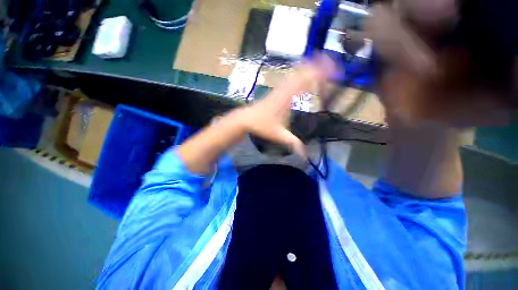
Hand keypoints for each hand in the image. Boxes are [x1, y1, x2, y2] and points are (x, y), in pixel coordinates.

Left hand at [232, 56, 335, 156]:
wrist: (246, 119)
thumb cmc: (261, 126)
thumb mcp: (278, 135)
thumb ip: (293, 143)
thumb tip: (306, 155)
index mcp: (286, 98)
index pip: (305, 81)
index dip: (321, 75)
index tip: (334, 74)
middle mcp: (284, 90)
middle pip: (303, 72)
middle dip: (319, 66)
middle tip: (334, 67)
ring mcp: (280, 89)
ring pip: (296, 72)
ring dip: (310, 67)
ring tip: (324, 64)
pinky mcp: (277, 90)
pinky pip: (290, 78)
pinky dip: (300, 72)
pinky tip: (305, 72)